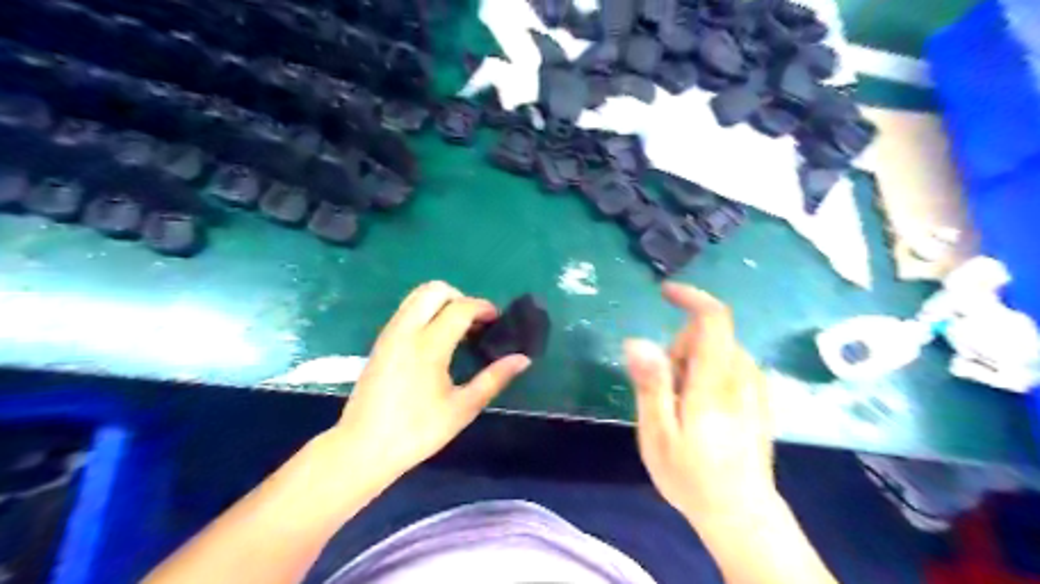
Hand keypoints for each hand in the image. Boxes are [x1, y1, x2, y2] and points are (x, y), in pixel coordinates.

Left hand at [330, 284, 530, 482]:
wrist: (362, 448)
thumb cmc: (417, 431)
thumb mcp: (462, 408)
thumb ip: (494, 378)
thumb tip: (523, 359)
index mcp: (428, 346)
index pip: (460, 308)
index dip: (483, 307)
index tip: (496, 320)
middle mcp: (406, 331)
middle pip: (434, 289)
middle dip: (460, 297)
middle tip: (474, 322)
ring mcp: (389, 334)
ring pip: (417, 296)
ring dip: (441, 302)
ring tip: (457, 330)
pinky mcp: (380, 342)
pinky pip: (406, 311)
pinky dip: (426, 312)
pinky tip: (436, 340)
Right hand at [621, 283, 774, 523]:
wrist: (741, 514)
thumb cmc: (693, 477)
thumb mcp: (658, 433)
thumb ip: (650, 383)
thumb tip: (636, 340)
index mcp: (714, 381)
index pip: (713, 319)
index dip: (690, 297)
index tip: (664, 293)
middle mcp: (741, 375)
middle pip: (707, 335)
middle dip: (678, 348)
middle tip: (663, 390)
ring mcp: (754, 386)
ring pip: (716, 350)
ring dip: (690, 364)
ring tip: (679, 407)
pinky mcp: (758, 398)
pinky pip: (727, 365)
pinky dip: (706, 373)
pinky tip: (699, 409)